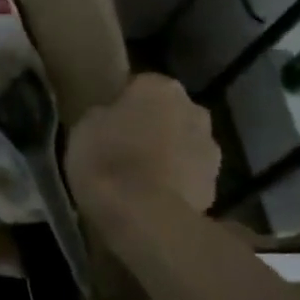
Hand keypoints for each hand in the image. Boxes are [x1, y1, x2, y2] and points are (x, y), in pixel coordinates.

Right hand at [65, 74, 219, 213]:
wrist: (144, 214)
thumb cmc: (106, 159)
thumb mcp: (83, 126)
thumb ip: (104, 114)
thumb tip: (111, 116)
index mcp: (160, 88)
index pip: (140, 84)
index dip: (122, 103)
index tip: (106, 121)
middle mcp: (194, 109)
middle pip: (169, 113)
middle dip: (152, 125)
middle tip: (121, 146)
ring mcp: (210, 148)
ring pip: (182, 143)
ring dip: (166, 153)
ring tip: (136, 176)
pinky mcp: (215, 184)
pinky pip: (188, 174)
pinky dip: (174, 181)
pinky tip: (150, 196)